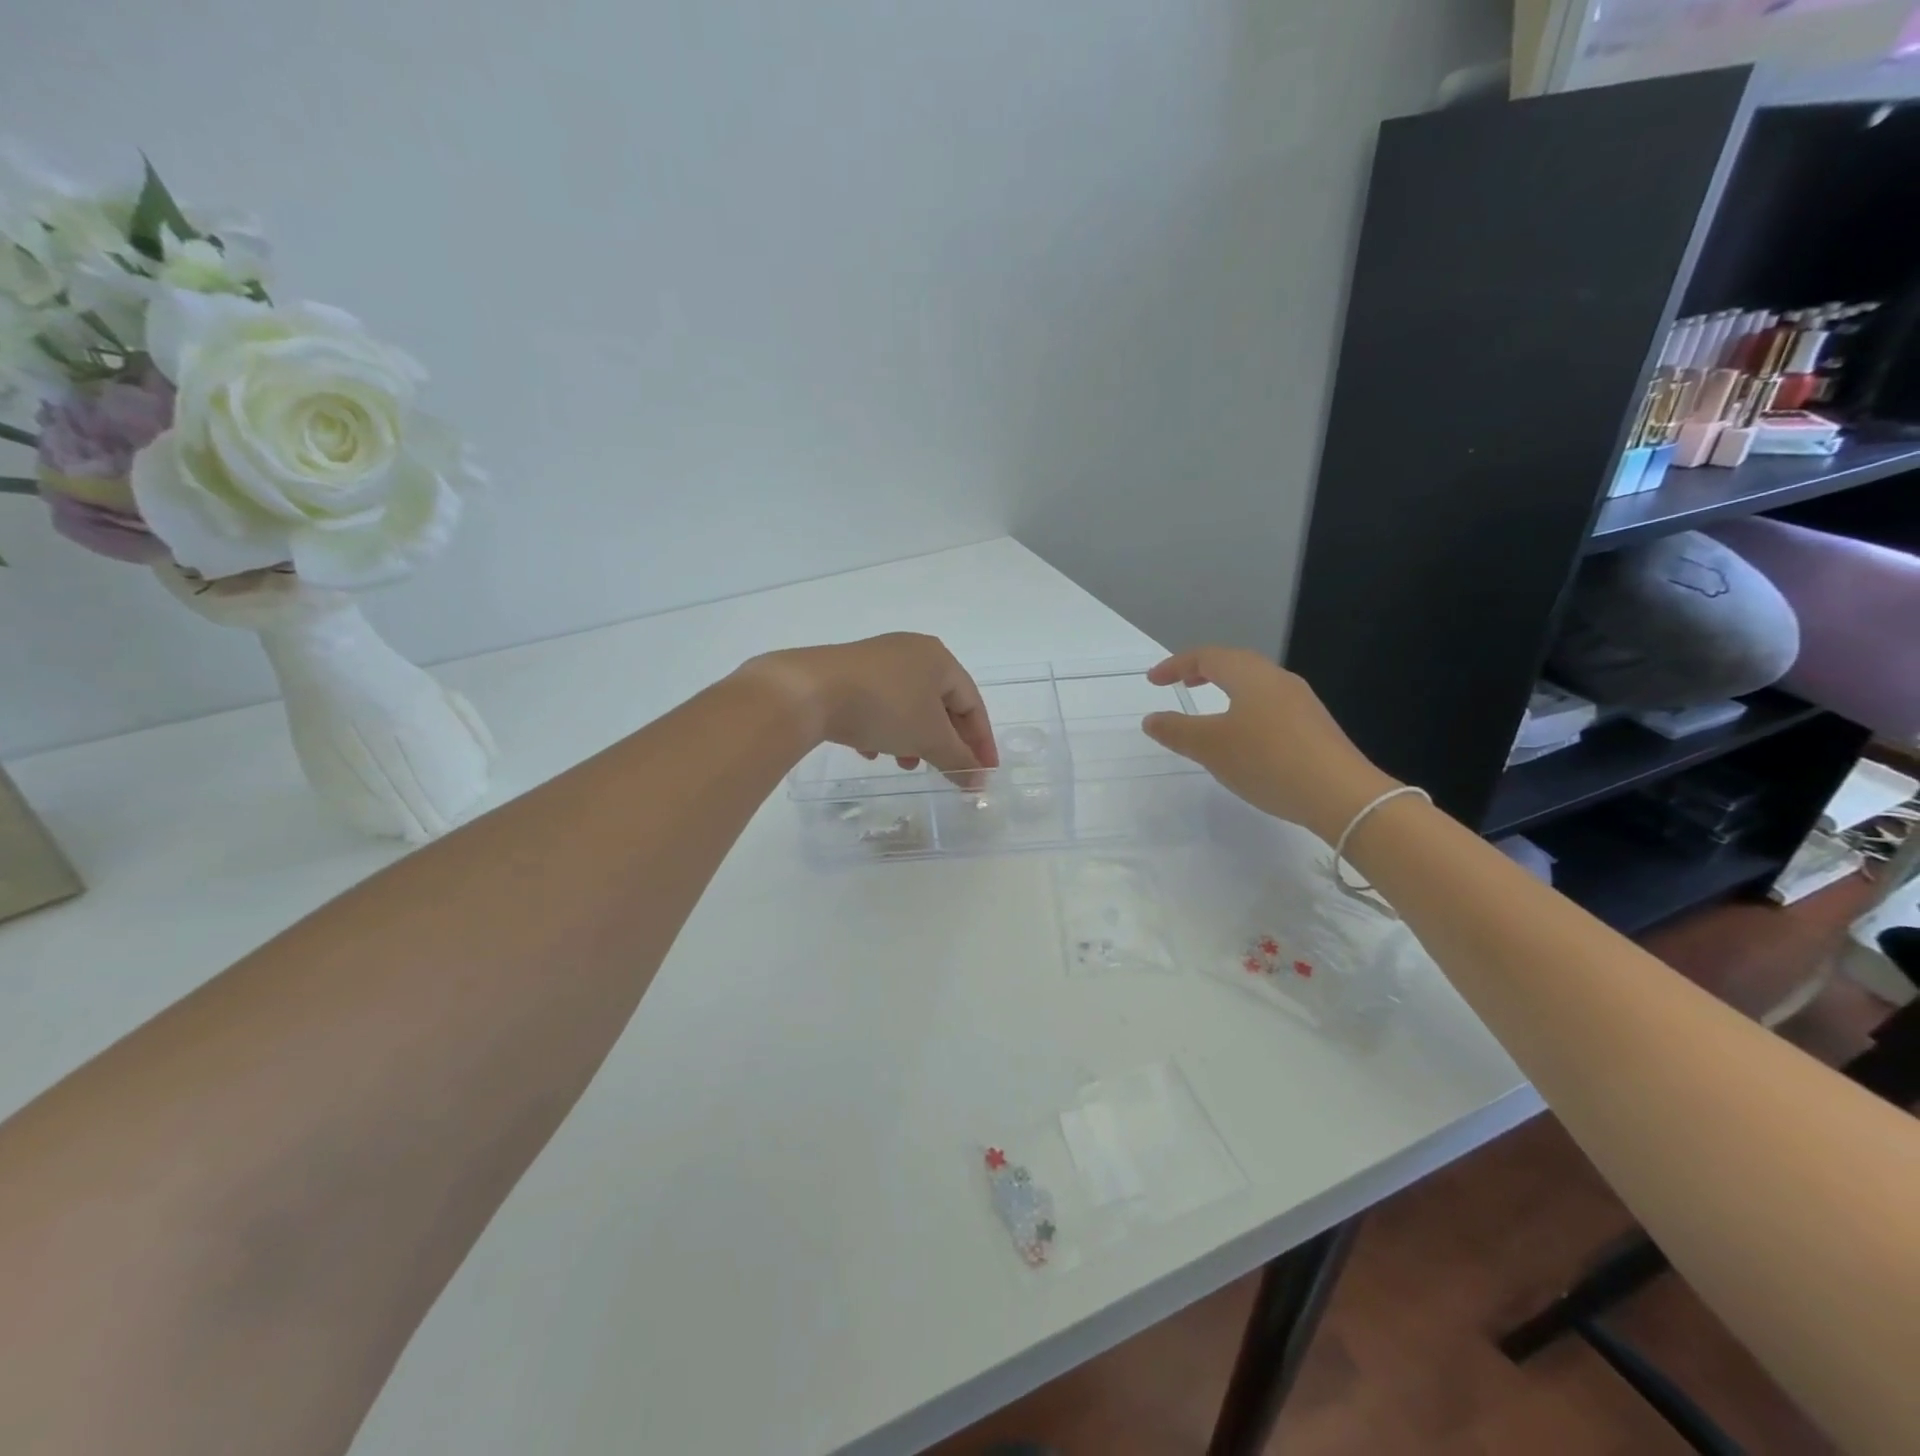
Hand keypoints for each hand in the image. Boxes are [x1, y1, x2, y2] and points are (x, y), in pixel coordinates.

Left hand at [740, 633, 998, 775]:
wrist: (808, 691)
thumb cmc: (883, 708)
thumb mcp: (928, 737)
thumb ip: (958, 759)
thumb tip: (979, 781)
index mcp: (939, 659)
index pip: (972, 703)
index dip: (981, 741)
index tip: (984, 774)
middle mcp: (911, 652)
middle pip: (940, 704)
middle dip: (944, 742)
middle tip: (944, 771)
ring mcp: (876, 660)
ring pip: (907, 706)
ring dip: (912, 739)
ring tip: (903, 765)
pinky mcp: (846, 673)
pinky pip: (877, 704)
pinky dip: (882, 729)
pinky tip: (869, 751)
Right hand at [1141, 647, 1397, 842]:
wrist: (1341, 795)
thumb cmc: (1266, 760)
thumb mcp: (1210, 747)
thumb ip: (1176, 730)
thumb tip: (1151, 719)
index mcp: (1250, 676)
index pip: (1207, 657)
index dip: (1176, 665)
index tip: (1153, 681)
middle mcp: (1278, 680)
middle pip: (1236, 664)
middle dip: (1205, 670)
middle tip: (1182, 684)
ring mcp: (1302, 703)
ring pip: (1256, 686)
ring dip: (1228, 691)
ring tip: (1210, 712)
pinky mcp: (1315, 728)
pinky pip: (1271, 707)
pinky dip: (1246, 710)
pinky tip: (1244, 739)